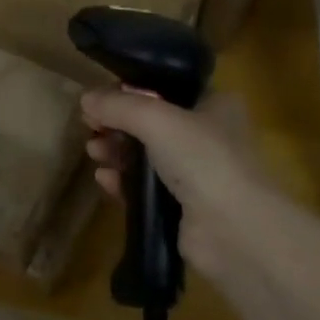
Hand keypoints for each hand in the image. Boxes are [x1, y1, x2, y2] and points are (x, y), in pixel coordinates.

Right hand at [81, 88, 287, 288]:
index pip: (166, 88)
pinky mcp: (182, 208)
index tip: (102, 98)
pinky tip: (104, 179)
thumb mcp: (156, 119)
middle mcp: (208, 136)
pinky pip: (145, 188)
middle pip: (151, 123)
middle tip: (91, 126)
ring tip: (94, 152)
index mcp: (214, 105)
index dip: (132, 90)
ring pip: (146, 156)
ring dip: (117, 152)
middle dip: (118, 124)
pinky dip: (123, 182)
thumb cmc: (203, 159)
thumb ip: (118, 105)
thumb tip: (85, 99)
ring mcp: (196, 174)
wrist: (234, 231)